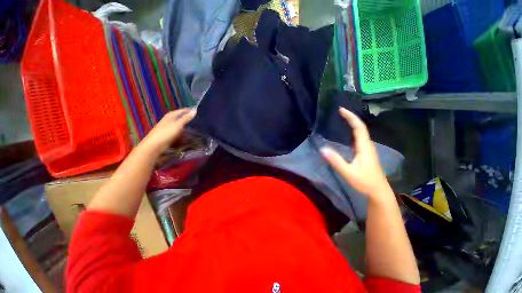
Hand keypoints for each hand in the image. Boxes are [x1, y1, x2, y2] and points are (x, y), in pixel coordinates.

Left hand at [138, 108, 195, 153]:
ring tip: (193, 129)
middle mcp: (168, 121)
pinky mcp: (168, 136)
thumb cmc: (166, 133)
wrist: (155, 146)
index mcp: (170, 116)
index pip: (180, 111)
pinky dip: (182, 134)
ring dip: (185, 127)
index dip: (187, 110)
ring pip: (178, 126)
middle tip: (196, 119)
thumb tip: (194, 110)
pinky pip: (177, 134)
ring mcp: (167, 129)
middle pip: (179, 118)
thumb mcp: (178, 124)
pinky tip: (186, 137)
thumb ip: (186, 118)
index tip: (196, 110)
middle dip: (186, 118)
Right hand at [320, 107, 389, 199]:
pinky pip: (358, 138)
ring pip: (360, 132)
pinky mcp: (365, 153)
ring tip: (342, 119)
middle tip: (339, 112)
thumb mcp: (348, 172)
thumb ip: (335, 161)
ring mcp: (367, 149)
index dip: (351, 117)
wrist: (378, 191)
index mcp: (364, 147)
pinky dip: (352, 132)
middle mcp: (367, 145)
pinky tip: (346, 134)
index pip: (359, 127)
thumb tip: (322, 149)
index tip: (341, 110)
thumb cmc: (365, 182)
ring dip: (352, 124)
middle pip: (360, 127)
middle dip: (351, 118)